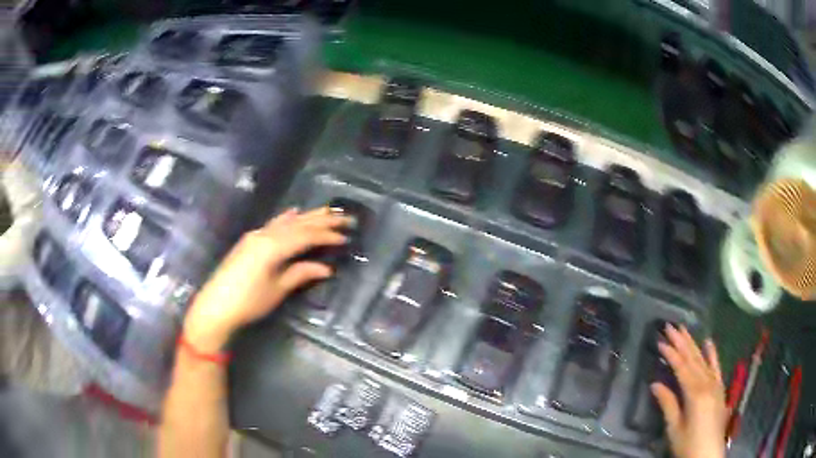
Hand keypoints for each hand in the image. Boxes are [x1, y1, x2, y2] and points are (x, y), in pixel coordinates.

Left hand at [183, 207, 349, 351]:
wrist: (215, 305)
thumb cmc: (248, 302)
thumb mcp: (277, 290)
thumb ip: (300, 273)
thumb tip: (327, 268)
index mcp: (273, 246)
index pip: (306, 236)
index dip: (327, 236)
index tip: (346, 237)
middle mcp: (265, 234)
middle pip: (298, 224)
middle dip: (322, 220)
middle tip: (344, 217)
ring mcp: (255, 235)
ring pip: (286, 222)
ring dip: (307, 216)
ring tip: (327, 211)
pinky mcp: (249, 241)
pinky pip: (273, 224)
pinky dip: (286, 218)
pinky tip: (294, 212)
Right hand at [652, 325, 726, 457]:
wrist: (708, 454)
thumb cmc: (688, 444)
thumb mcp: (675, 428)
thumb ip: (668, 404)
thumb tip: (655, 384)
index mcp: (695, 393)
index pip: (682, 368)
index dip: (671, 354)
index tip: (660, 341)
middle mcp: (707, 384)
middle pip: (693, 359)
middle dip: (682, 342)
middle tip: (671, 326)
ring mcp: (716, 384)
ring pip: (703, 360)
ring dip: (693, 344)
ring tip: (685, 329)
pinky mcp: (720, 389)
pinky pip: (717, 368)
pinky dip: (713, 355)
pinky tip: (709, 343)